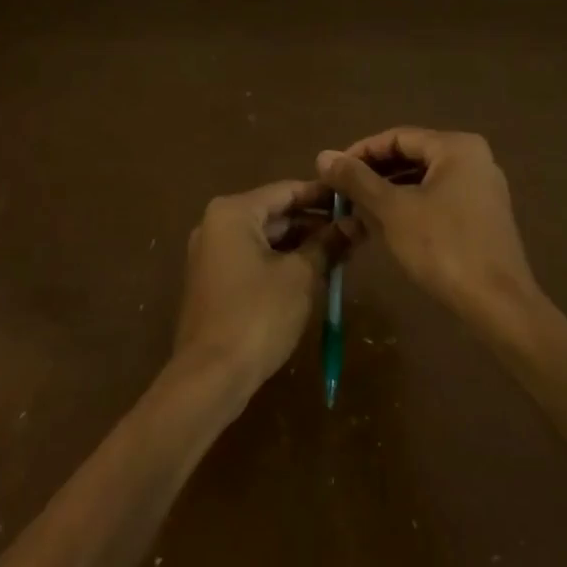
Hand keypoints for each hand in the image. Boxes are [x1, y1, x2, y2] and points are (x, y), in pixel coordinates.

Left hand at [175, 180, 349, 391]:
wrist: (211, 376)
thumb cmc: (257, 315)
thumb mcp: (300, 276)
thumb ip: (327, 244)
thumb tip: (355, 224)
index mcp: (233, 212)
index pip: (286, 190)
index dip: (323, 195)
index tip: (355, 196)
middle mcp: (217, 224)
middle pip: (275, 212)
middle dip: (315, 221)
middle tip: (354, 228)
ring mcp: (213, 253)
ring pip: (266, 237)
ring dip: (302, 243)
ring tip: (342, 250)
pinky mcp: (215, 280)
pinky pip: (255, 257)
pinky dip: (283, 260)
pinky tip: (315, 270)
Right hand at [316, 128, 538, 330]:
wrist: (498, 304)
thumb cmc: (443, 247)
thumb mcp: (392, 210)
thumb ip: (356, 180)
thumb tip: (323, 155)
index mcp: (456, 147)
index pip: (396, 137)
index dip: (359, 153)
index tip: (331, 173)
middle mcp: (474, 158)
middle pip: (412, 156)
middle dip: (374, 174)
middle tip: (341, 193)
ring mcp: (482, 188)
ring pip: (424, 180)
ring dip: (389, 192)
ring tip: (357, 211)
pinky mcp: (483, 216)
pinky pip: (439, 198)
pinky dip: (411, 207)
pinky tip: (387, 227)